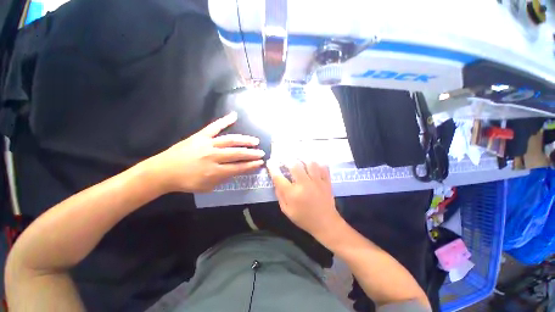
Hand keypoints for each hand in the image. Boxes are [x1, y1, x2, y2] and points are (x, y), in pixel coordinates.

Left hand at [148, 112, 264, 192]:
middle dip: (251, 153)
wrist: (163, 171)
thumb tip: (237, 171)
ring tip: (255, 141)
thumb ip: (223, 179)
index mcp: (214, 171)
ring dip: (244, 140)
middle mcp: (213, 156)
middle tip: (261, 152)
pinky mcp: (200, 136)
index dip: (251, 165)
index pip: (238, 167)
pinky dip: (224, 120)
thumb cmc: (186, 182)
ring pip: (230, 140)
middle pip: (237, 153)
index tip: (260, 163)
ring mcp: (207, 144)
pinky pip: (214, 127)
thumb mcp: (207, 187)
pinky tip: (234, 115)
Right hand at [267, 160, 341, 238]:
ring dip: (302, 158)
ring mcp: (317, 182)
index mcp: (293, 194)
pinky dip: (317, 162)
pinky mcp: (326, 181)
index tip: (270, 162)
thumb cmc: (304, 218)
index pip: (279, 177)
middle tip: (284, 157)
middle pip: (295, 165)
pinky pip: (323, 167)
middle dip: (287, 159)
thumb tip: (276, 181)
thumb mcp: (287, 211)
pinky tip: (313, 162)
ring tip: (298, 157)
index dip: (272, 168)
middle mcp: (304, 185)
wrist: (325, 223)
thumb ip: (280, 195)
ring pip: (310, 163)